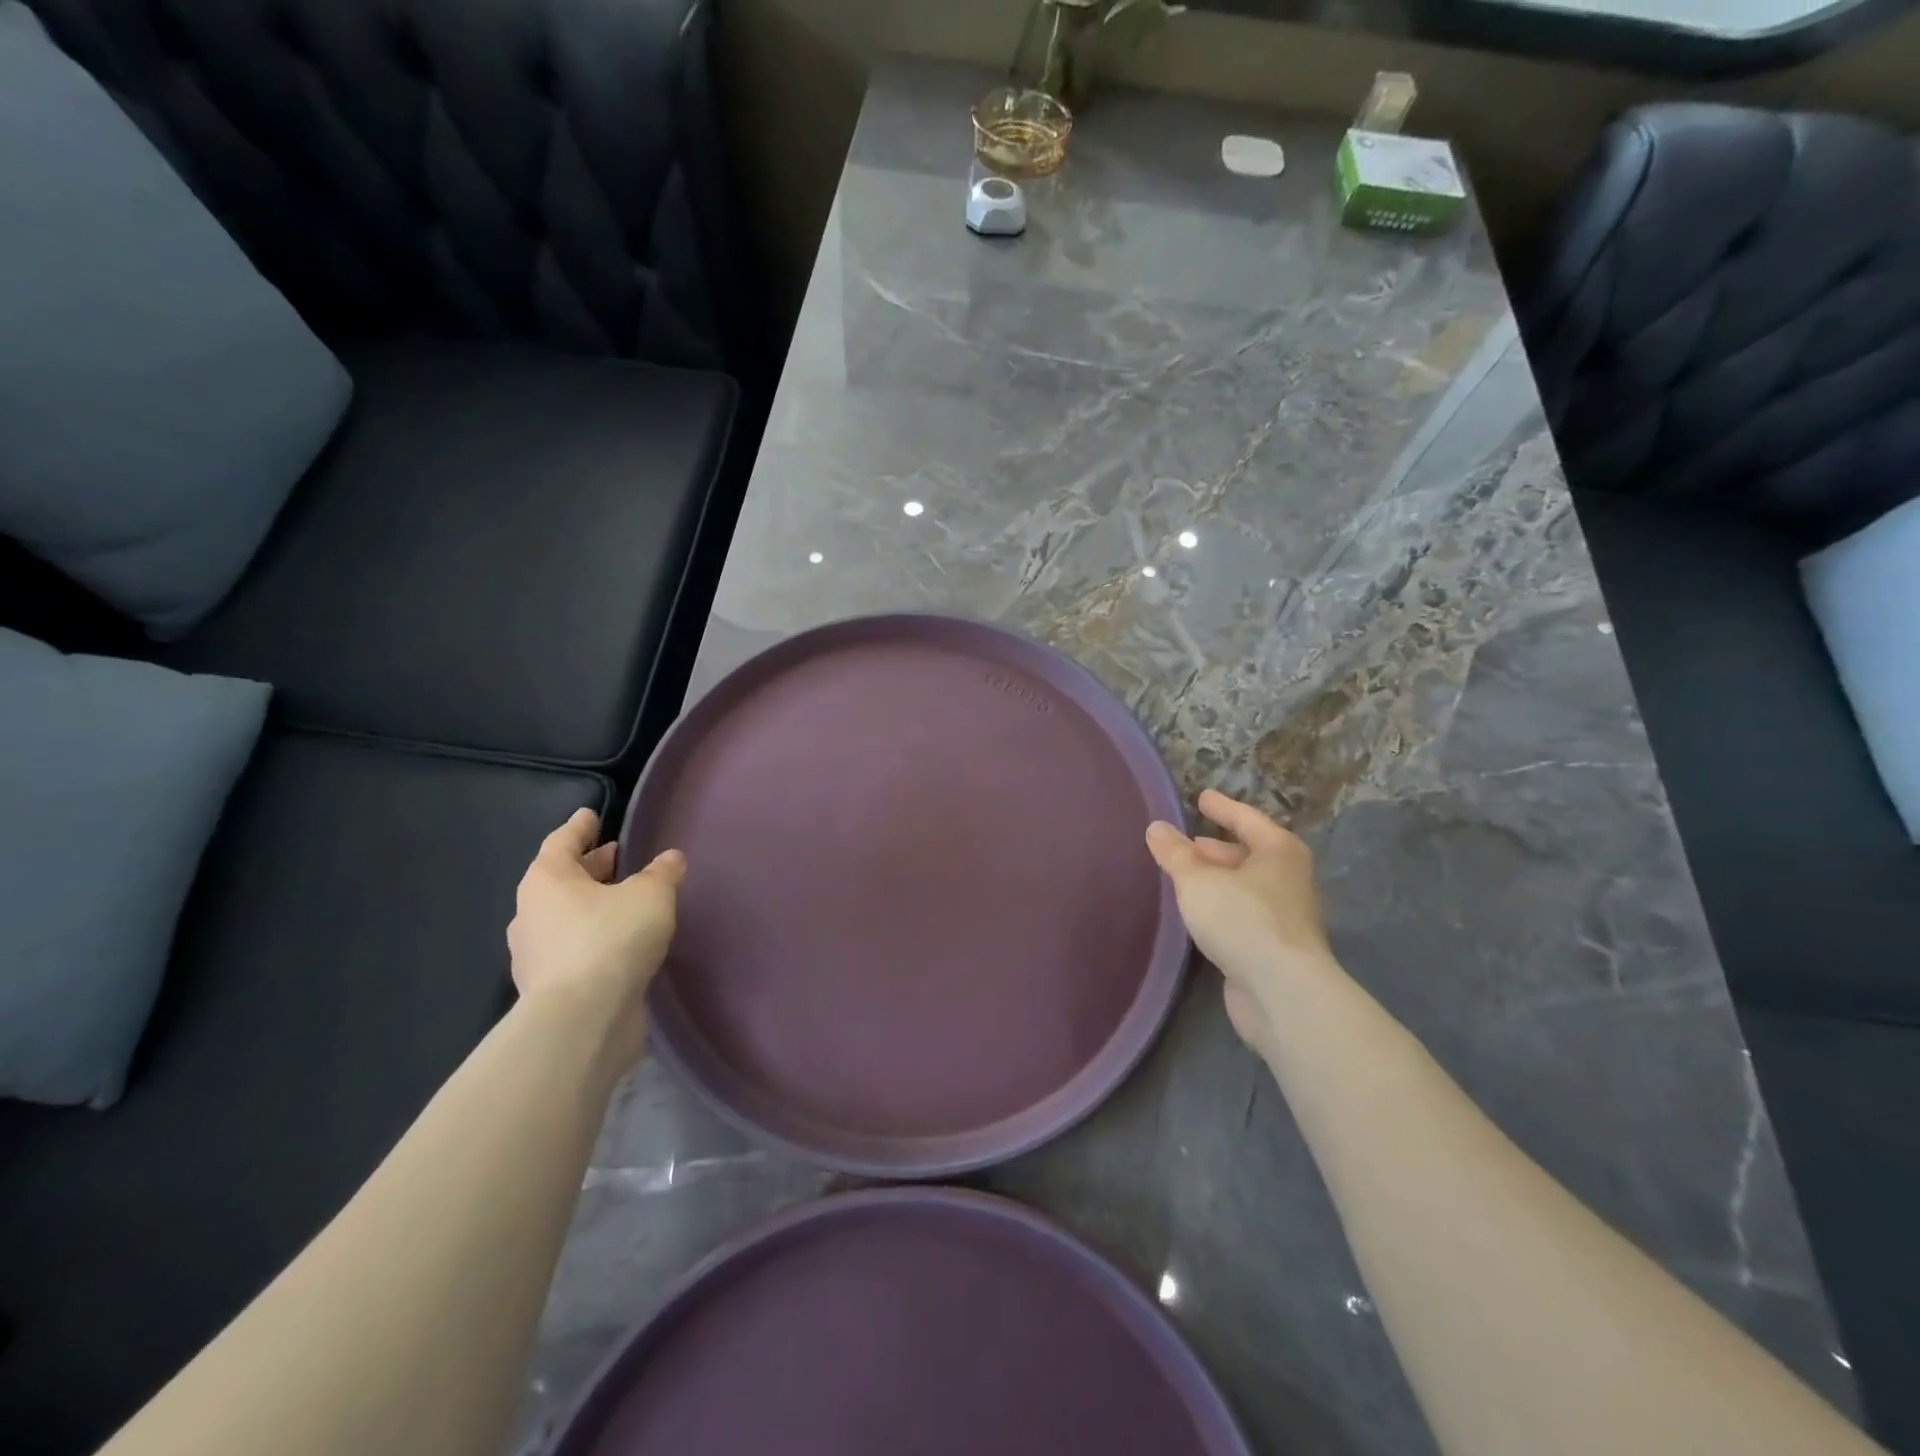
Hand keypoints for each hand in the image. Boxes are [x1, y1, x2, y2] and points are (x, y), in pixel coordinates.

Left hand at [507, 808, 684, 1065]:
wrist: (582, 1020)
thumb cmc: (611, 939)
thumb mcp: (651, 895)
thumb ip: (662, 873)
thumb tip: (670, 859)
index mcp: (547, 880)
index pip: (562, 841)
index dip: (581, 827)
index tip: (592, 815)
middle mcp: (532, 913)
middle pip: (563, 879)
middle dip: (593, 867)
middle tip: (620, 857)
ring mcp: (536, 954)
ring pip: (568, 916)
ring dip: (594, 905)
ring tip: (629, 901)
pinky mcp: (550, 989)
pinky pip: (575, 949)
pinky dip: (596, 939)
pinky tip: (624, 943)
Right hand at [1146, 789, 1334, 1057]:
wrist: (1283, 993)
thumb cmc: (1242, 920)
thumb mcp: (1197, 881)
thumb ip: (1174, 853)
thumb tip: (1156, 827)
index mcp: (1278, 851)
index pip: (1245, 818)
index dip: (1221, 807)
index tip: (1201, 797)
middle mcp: (1288, 878)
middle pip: (1247, 853)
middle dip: (1214, 849)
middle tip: (1183, 845)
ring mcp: (1285, 915)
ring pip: (1244, 887)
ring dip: (1216, 880)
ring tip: (1182, 878)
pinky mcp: (1274, 948)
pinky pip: (1242, 914)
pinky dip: (1220, 907)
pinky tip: (1197, 914)